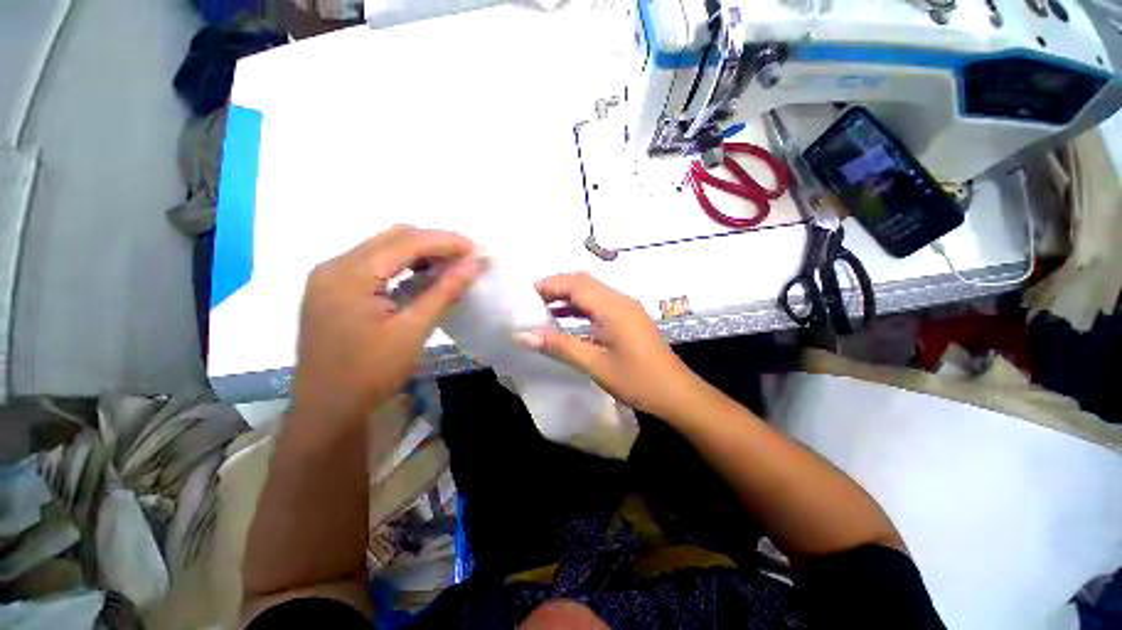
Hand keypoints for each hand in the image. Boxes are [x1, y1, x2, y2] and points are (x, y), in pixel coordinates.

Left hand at [292, 226, 481, 420]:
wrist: (328, 409)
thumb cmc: (371, 372)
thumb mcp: (413, 330)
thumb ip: (444, 291)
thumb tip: (474, 264)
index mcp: (350, 274)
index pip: (406, 242)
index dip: (445, 241)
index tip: (476, 250)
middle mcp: (335, 265)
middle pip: (393, 238)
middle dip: (433, 244)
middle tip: (464, 261)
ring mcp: (331, 276)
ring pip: (383, 248)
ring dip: (419, 254)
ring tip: (448, 269)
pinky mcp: (334, 289)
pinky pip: (374, 265)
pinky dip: (402, 267)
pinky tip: (421, 280)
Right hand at [518, 272, 702, 418]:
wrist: (676, 393)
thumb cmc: (637, 380)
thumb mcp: (595, 364)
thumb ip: (559, 346)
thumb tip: (524, 336)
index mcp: (613, 308)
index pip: (575, 284)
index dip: (549, 285)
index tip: (525, 293)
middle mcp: (620, 300)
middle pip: (583, 282)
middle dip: (556, 287)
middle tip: (531, 300)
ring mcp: (627, 308)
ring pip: (592, 292)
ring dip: (568, 296)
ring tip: (542, 307)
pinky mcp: (629, 317)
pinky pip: (600, 304)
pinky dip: (581, 307)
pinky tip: (566, 319)